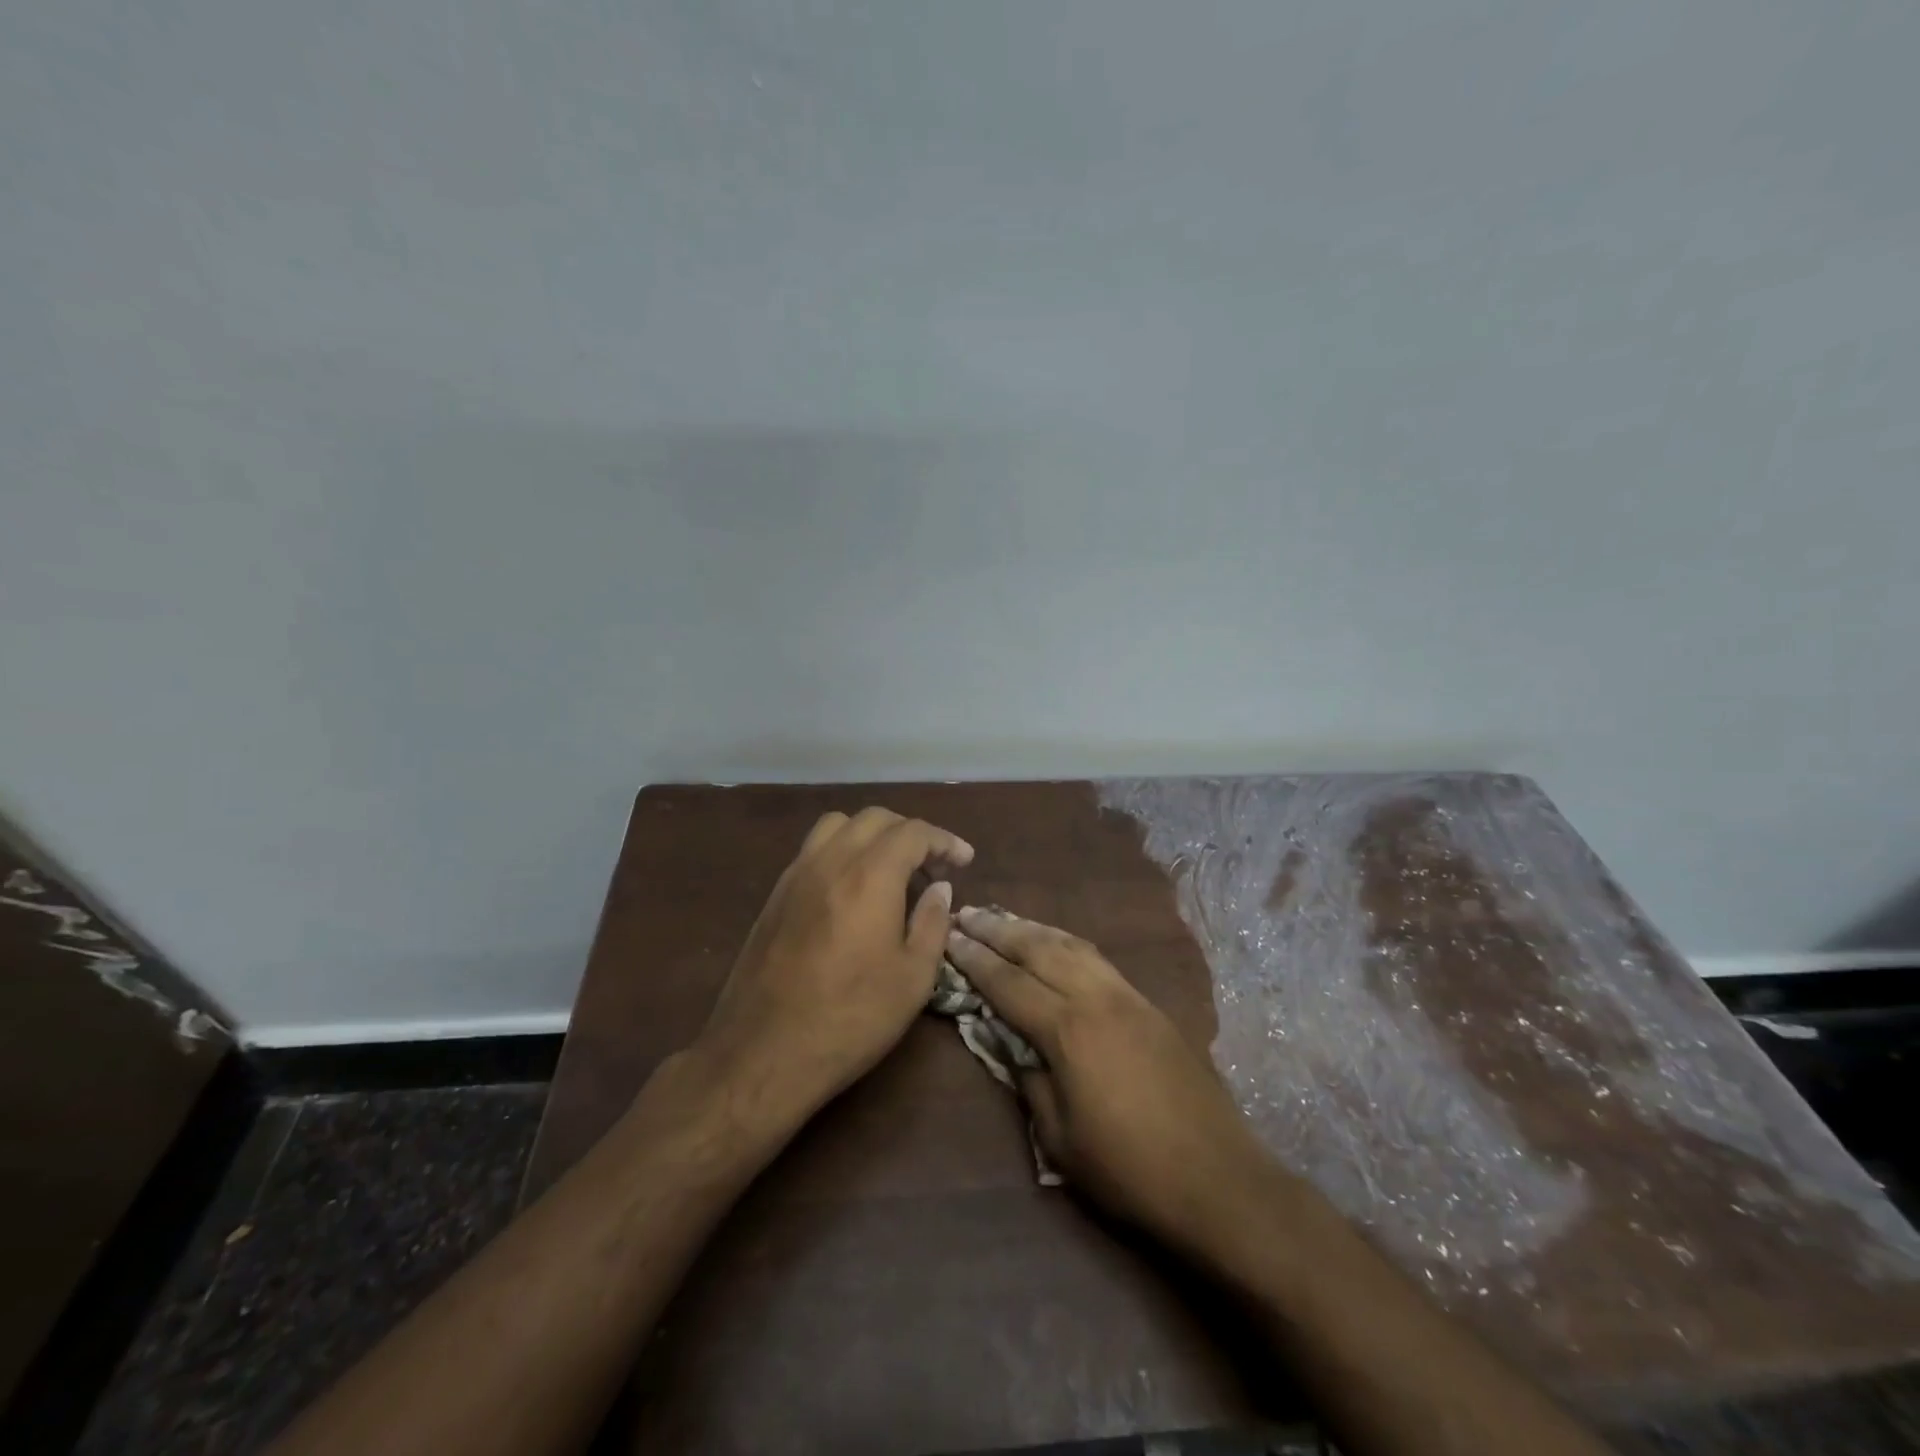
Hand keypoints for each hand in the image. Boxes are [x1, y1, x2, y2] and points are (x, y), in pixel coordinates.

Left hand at [693, 807, 973, 1124]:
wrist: (763, 1052)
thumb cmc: (850, 1018)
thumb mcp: (913, 979)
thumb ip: (932, 923)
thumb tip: (940, 888)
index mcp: (869, 876)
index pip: (913, 832)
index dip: (944, 840)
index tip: (964, 859)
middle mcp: (830, 861)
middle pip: (875, 819)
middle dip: (910, 833)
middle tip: (931, 867)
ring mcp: (796, 874)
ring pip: (838, 825)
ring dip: (871, 834)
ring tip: (889, 869)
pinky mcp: (775, 895)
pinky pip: (813, 849)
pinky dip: (841, 850)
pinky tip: (851, 889)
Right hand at [945, 906, 1277, 1259]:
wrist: (1218, 1177)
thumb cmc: (1129, 1169)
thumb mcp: (1061, 1137)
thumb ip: (1029, 1080)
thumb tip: (1009, 1044)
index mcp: (1068, 1030)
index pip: (1008, 983)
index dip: (974, 960)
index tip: (948, 937)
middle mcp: (1096, 998)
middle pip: (1038, 949)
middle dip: (998, 929)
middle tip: (967, 914)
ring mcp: (1128, 996)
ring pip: (1071, 945)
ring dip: (1033, 928)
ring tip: (1004, 918)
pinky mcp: (1149, 1004)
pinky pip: (1097, 958)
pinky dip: (1066, 943)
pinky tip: (1056, 944)